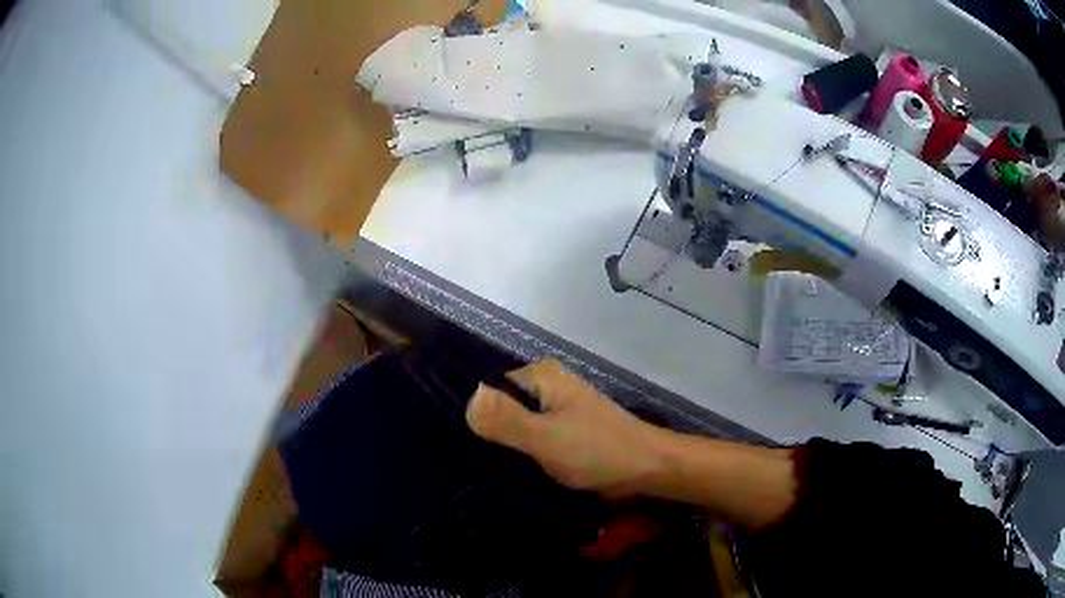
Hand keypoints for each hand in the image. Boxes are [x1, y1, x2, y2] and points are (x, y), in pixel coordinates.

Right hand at [466, 359, 666, 497]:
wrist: (646, 468)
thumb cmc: (596, 450)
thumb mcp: (545, 437)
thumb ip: (505, 420)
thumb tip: (466, 401)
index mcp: (541, 375)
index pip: (489, 388)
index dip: (476, 416)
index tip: (462, 446)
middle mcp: (547, 385)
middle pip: (502, 407)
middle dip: (490, 433)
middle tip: (471, 463)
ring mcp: (557, 408)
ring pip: (517, 425)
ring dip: (507, 446)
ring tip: (485, 471)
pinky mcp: (564, 430)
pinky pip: (533, 437)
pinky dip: (523, 452)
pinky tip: (510, 472)